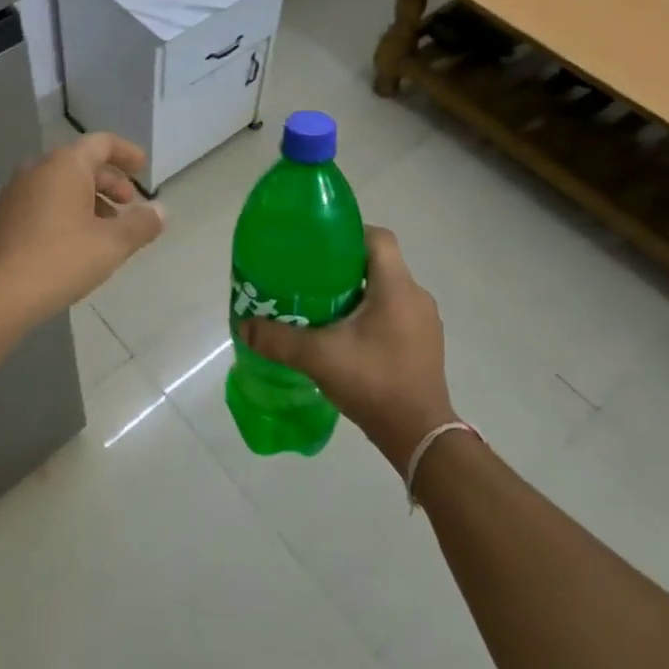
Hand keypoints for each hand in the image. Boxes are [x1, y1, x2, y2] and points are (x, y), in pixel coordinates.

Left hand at [0, 132, 165, 330]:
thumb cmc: (60, 260)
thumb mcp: (112, 244)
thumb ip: (141, 224)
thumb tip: (160, 212)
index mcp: (64, 165)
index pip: (101, 143)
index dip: (126, 153)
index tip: (143, 168)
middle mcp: (37, 169)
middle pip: (81, 163)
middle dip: (110, 181)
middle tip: (129, 204)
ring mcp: (15, 193)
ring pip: (61, 184)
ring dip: (89, 198)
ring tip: (107, 228)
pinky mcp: (4, 217)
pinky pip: (44, 201)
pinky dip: (67, 210)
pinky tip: (77, 241)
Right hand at [239, 226, 454, 472]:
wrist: (420, 436)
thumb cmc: (373, 382)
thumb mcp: (318, 357)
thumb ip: (278, 339)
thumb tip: (244, 325)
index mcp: (396, 287)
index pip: (377, 237)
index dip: (347, 233)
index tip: (317, 245)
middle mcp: (416, 296)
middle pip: (378, 263)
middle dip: (344, 267)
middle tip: (309, 278)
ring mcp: (424, 322)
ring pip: (387, 291)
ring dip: (357, 293)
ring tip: (322, 307)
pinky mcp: (424, 345)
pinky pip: (395, 314)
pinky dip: (370, 316)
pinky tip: (345, 337)